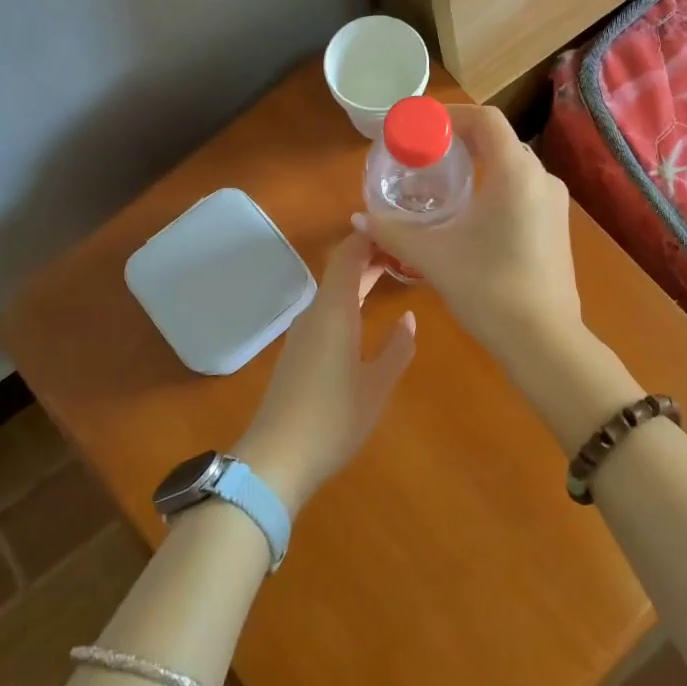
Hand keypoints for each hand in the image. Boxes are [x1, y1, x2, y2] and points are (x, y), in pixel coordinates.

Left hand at [233, 230, 415, 513]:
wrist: (276, 460)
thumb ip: (397, 348)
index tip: (402, 226)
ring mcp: (304, 333)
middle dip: (373, 254)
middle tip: (410, 250)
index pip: (349, 254)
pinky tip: (368, 311)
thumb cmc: (332, 419)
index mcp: (334, 310)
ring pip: (335, 290)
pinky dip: (351, 298)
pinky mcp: (299, 352)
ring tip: (396, 273)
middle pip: (342, 268)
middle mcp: (315, 313)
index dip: (372, 234)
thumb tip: (409, 318)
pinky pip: (328, 310)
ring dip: (362, 277)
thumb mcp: (377, 386)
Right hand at [353, 104, 581, 362]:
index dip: (450, 116)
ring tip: (443, 184)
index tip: (419, 129)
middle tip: (423, 156)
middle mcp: (541, 178)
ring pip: (512, 167)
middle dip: (460, 142)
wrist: (544, 341)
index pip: (485, 119)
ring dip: (479, 166)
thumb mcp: (433, 256)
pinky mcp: (558, 226)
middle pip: (498, 141)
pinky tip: (471, 215)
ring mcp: (555, 203)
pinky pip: (523, 190)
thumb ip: (393, 231)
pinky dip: (495, 188)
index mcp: (515, 172)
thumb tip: (359, 218)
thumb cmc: (488, 288)